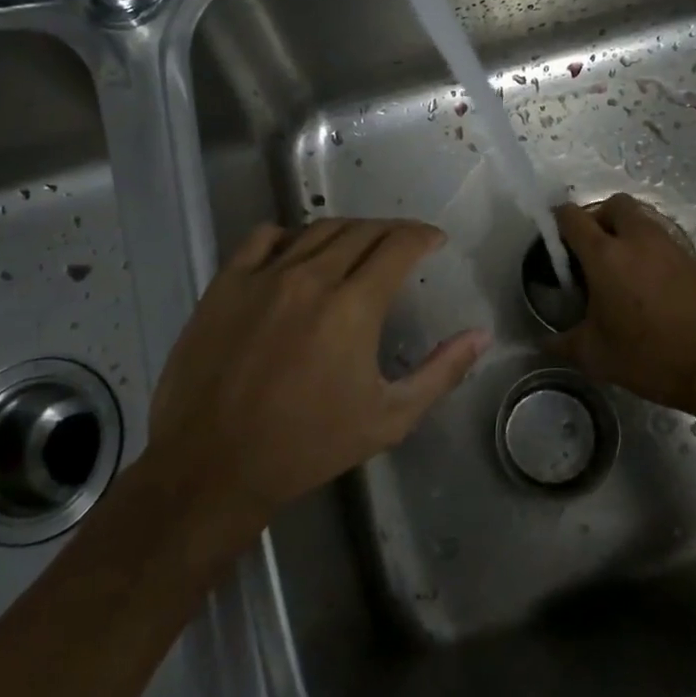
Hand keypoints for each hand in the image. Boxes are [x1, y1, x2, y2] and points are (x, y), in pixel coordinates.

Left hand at [146, 219, 489, 539]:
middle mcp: (310, 277)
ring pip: (317, 229)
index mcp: (353, 306)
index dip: (422, 236)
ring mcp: (263, 276)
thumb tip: (481, 335)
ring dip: (348, 230)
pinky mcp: (226, 284)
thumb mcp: (389, 418)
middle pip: (361, 230)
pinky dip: (289, 235)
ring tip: (360, 245)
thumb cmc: (308, 446)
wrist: (214, 467)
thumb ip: (441, 372)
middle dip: (392, 231)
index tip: (434, 241)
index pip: (398, 245)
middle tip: (404, 244)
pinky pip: (263, 237)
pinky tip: (297, 252)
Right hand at [550, 194, 695, 412]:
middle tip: (592, 250)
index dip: (557, 221)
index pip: (572, 217)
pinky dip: (651, 251)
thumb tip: (544, 342)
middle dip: (599, 217)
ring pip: (643, 220)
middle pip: (614, 204)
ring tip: (621, 269)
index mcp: (605, 255)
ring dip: (627, 232)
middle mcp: (638, 240)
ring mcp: (671, 247)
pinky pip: (664, 242)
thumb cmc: (649, 357)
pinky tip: (650, 286)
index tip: (554, 240)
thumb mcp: (595, 356)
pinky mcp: (695, 260)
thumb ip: (562, 343)